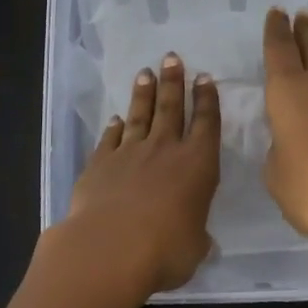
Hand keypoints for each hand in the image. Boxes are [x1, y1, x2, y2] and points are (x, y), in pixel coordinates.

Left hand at [50, 52, 220, 295]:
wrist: (110, 248)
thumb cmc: (165, 250)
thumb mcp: (195, 248)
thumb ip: (197, 236)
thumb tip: (201, 240)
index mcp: (198, 164)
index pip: (206, 123)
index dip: (207, 99)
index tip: (204, 77)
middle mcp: (165, 150)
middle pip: (171, 108)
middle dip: (173, 81)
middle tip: (172, 57)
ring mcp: (130, 153)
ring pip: (139, 115)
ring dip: (143, 94)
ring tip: (145, 73)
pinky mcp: (100, 163)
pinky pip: (110, 139)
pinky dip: (113, 127)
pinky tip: (115, 119)